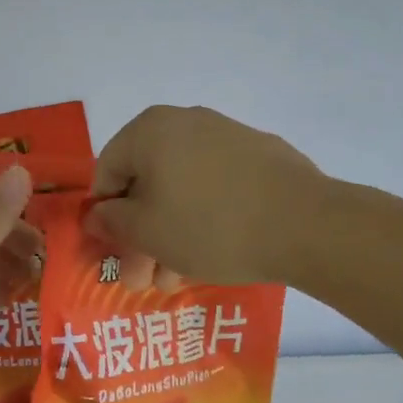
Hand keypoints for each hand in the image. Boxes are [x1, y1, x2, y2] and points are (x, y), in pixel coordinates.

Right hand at [85, 106, 322, 289]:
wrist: (306, 224)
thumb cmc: (210, 225)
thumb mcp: (147, 232)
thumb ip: (112, 222)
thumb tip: (96, 215)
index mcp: (150, 129)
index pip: (107, 172)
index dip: (104, 217)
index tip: (112, 253)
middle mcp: (186, 122)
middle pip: (146, 183)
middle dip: (140, 236)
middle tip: (141, 279)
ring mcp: (227, 137)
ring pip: (182, 189)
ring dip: (170, 235)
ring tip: (174, 281)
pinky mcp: (260, 157)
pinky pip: (215, 187)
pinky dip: (204, 218)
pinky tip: (210, 256)